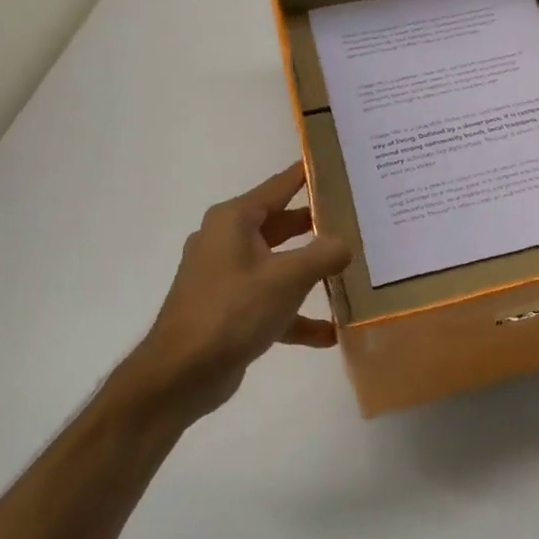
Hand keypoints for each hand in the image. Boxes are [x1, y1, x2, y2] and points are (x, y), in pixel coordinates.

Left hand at [125, 163, 350, 418]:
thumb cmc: (233, 310)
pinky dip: (296, 314)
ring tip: (351, 272)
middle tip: (358, 219)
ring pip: (278, 265)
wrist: (180, 374)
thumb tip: (345, 244)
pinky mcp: (229, 310)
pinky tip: (330, 333)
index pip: (280, 186)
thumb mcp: (288, 277)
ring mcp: (226, 277)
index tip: (338, 163)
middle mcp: (227, 241)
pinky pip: (271, 302)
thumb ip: (324, 254)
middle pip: (282, 225)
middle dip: (318, 226)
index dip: (308, 174)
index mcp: (234, 220)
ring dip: (311, 273)